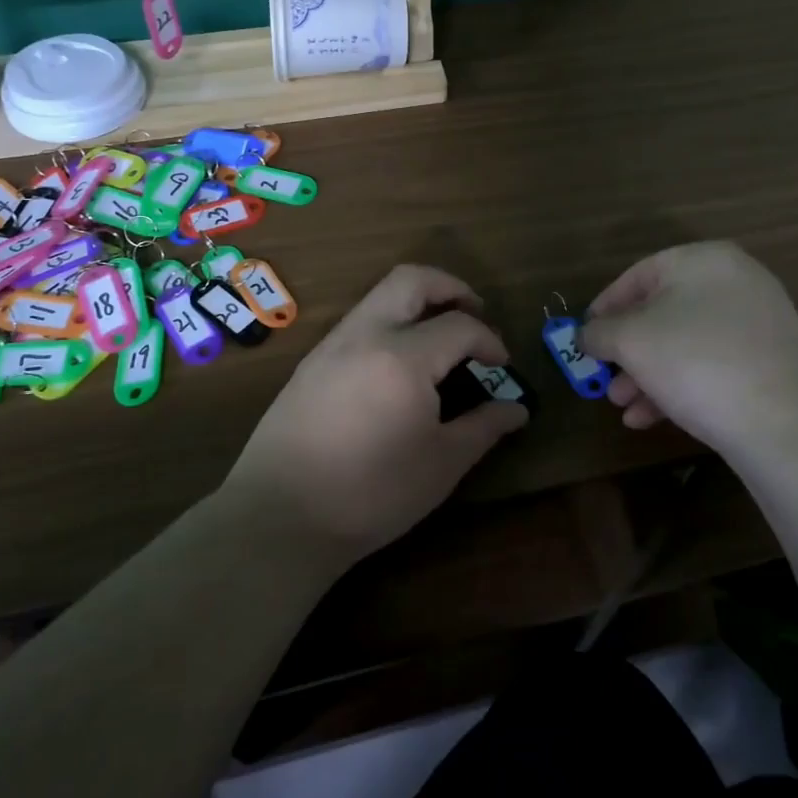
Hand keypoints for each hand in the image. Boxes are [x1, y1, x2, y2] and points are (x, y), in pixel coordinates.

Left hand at [223, 265, 528, 563]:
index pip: (459, 326)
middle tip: (475, 311)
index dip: (489, 340)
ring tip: (440, 337)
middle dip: (451, 286)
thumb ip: (483, 427)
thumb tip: (517, 409)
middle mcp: (365, 334)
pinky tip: (398, 365)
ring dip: (417, 302)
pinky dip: (389, 322)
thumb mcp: (441, 464)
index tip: (502, 365)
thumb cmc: (372, 494)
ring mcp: (332, 345)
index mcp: (403, 357)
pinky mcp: (311, 363)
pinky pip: (358, 321)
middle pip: (412, 280)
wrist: (280, 517)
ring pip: (380, 295)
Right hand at [579, 242, 797, 451]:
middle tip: (604, 378)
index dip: (604, 307)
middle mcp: (734, 281)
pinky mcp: (769, 361)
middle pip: (661, 312)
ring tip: (623, 406)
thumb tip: (586, 335)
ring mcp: (757, 322)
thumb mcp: (630, 341)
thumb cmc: (694, 361)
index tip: (584, 337)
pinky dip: (679, 385)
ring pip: (684, 343)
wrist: (782, 421)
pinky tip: (651, 418)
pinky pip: (711, 363)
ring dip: (646, 374)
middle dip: (626, 351)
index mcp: (702, 260)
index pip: (637, 276)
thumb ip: (599, 332)